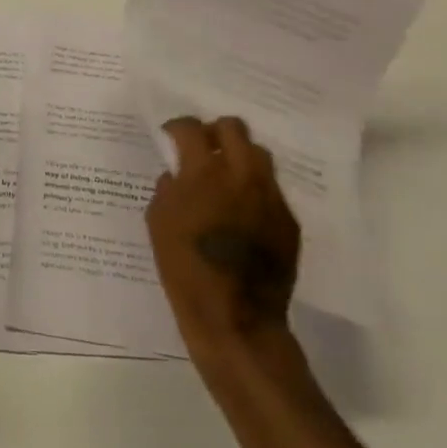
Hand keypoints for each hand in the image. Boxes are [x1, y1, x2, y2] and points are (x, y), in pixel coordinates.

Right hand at [146, 116, 302, 378]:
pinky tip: (243, 214)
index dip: (178, 127)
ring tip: (226, 178)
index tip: (171, 137)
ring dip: (239, 157)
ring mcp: (270, 196)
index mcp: (204, 173)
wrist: (236, 319)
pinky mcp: (288, 220)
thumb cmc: (185, 269)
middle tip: (203, 150)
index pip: (191, 127)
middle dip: (214, 132)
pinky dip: (254, 191)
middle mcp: (241, 174)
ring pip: (258, 155)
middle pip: (233, 128)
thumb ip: (168, 188)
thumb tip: (177, 174)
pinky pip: (271, 190)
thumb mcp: (158, 223)